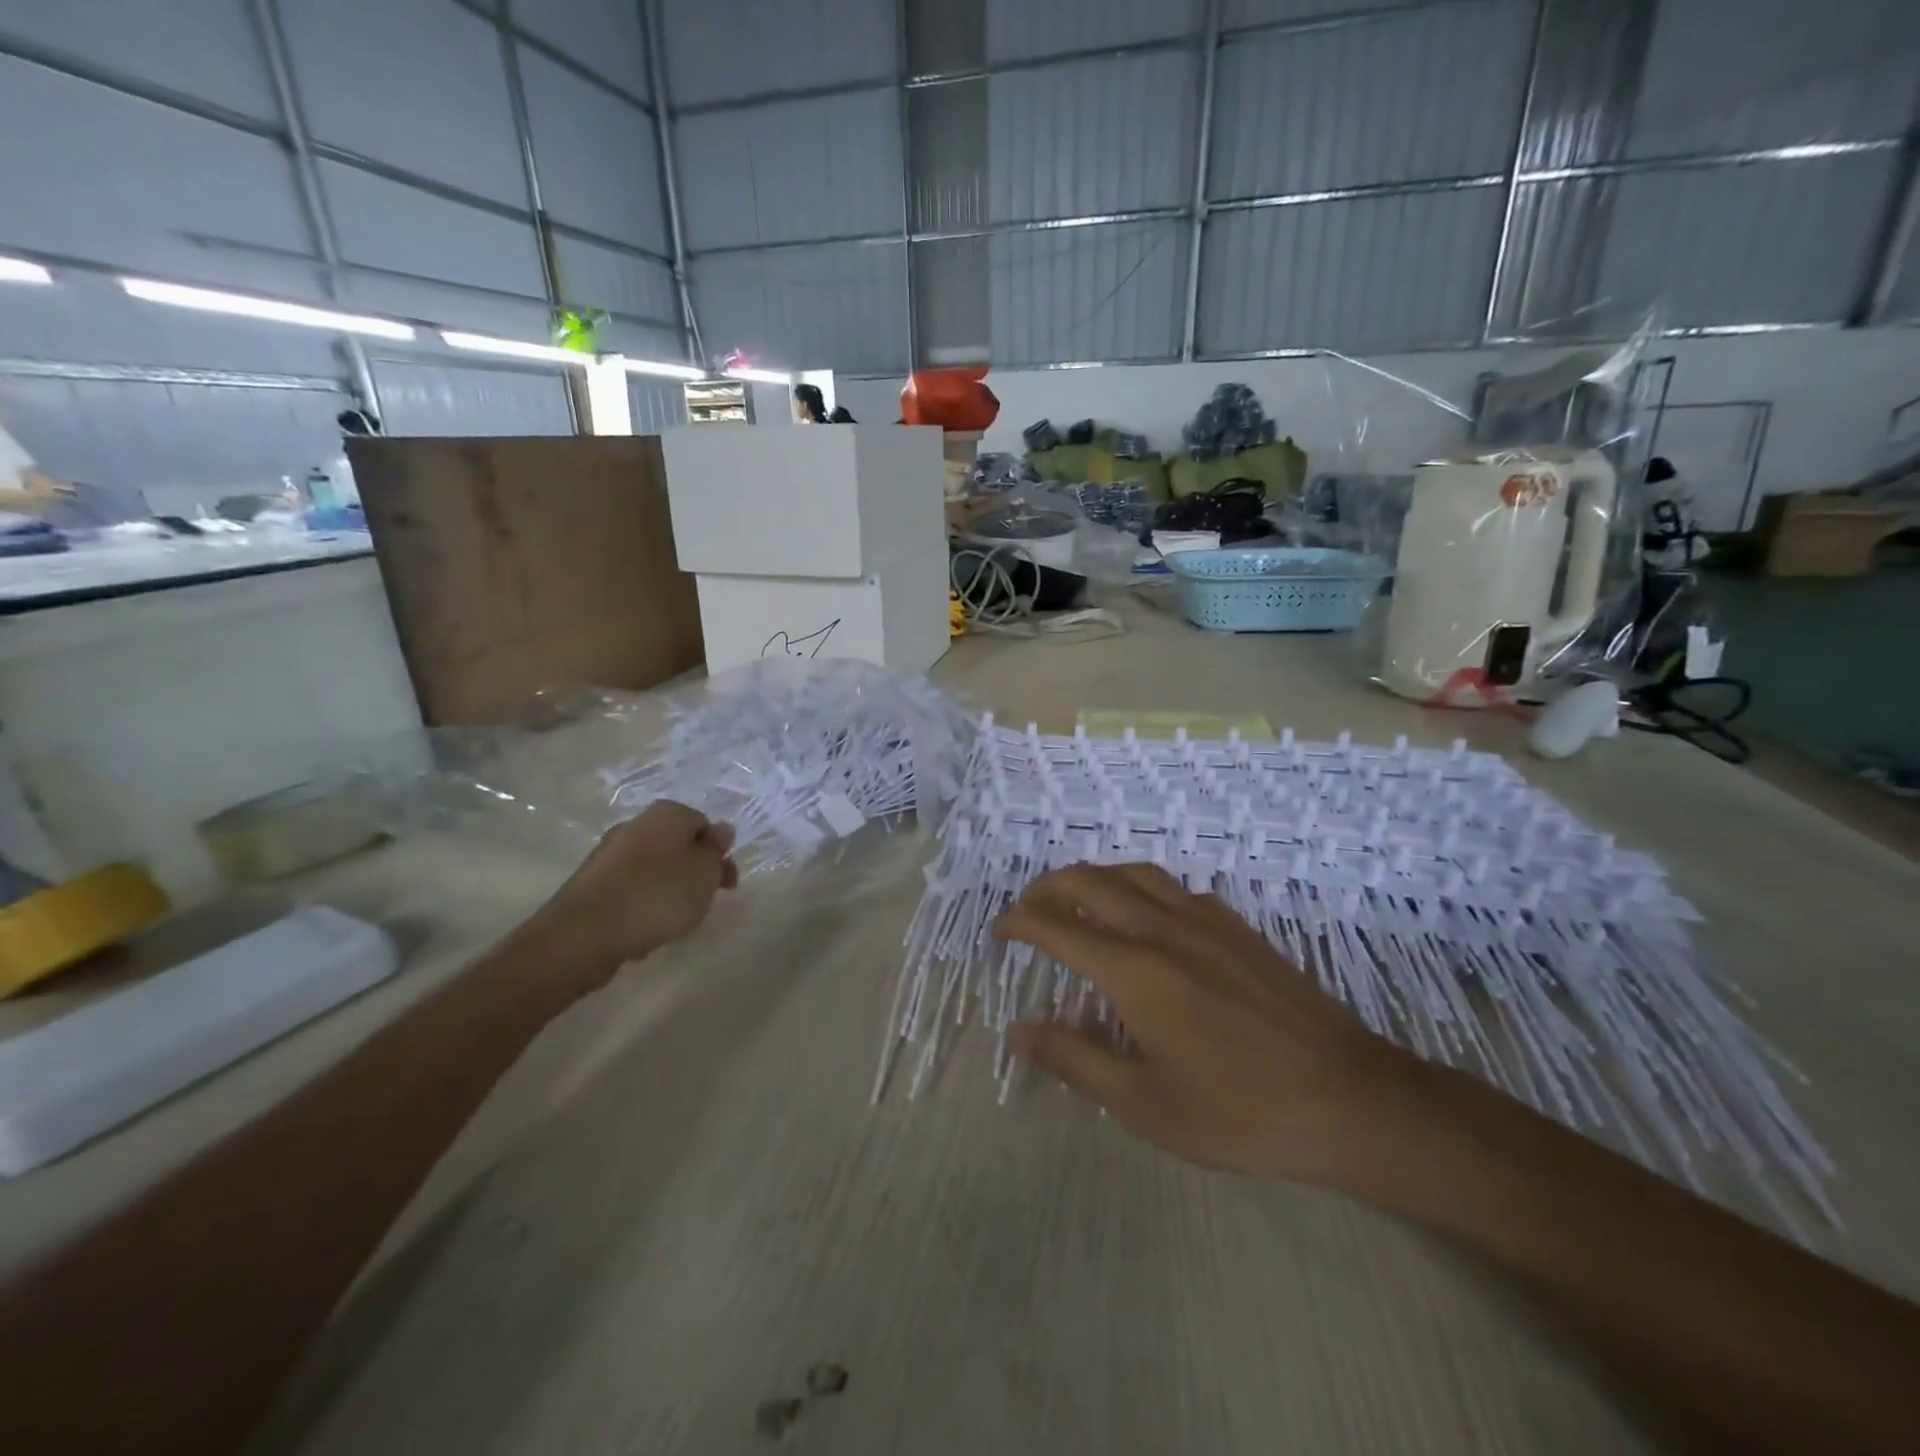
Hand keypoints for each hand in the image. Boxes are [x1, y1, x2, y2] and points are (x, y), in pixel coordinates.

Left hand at [524, 801, 737, 976]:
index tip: (727, 882)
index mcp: (666, 814)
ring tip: (676, 919)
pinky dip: (643, 904)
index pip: (703, 823)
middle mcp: (635, 825)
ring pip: (653, 867)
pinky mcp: (591, 885)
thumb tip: (720, 831)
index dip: (719, 851)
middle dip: (695, 870)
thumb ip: (716, 851)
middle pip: (677, 844)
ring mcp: (609, 855)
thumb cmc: (658, 895)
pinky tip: (646, 927)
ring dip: (670, 888)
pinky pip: (630, 889)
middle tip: (706, 900)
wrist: (585, 933)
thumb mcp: (705, 872)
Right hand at [994, 863, 1422, 1185]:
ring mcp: (1205, 920)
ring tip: (1077, 901)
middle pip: (1090, 882)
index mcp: (1134, 969)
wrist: (1350, 1099)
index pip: (1057, 926)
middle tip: (1027, 909)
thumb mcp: (1145, 1104)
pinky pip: (1173, 887)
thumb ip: (1075, 1059)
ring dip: (1093, 877)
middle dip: (1047, 888)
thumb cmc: (1240, 1111)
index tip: (999, 932)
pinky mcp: (1238, 926)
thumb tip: (1018, 1030)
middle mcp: (1163, 928)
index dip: (1019, 922)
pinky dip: (1139, 887)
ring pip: (1134, 873)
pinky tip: (1146, 919)